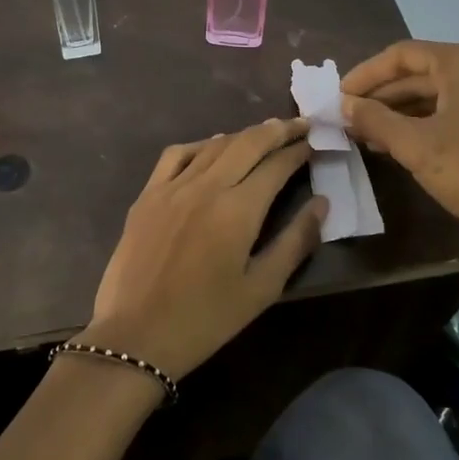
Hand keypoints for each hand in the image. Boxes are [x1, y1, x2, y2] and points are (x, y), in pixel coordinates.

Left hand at [83, 119, 324, 381]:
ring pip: (215, 144)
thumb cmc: (206, 319)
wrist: (136, 335)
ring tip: (265, 134)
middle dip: (277, 130)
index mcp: (238, 209)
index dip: (299, 150)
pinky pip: (177, 154)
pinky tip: (213, 149)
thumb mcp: (261, 288)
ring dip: (244, 135)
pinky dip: (202, 145)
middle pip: (248, 143)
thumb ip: (295, 241)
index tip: (316, 141)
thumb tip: (322, 203)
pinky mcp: (148, 193)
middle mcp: (206, 186)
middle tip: (300, 124)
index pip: (276, 165)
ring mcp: (172, 186)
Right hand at [340, 40, 458, 300]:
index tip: (340, 96)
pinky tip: (409, 142)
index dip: (366, 74)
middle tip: (352, 118)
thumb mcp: (414, 145)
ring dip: (406, 111)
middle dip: (385, 96)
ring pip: (444, 92)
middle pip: (424, 72)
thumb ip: (374, 118)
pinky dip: (434, 120)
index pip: (402, 54)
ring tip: (373, 134)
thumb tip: (345, 104)